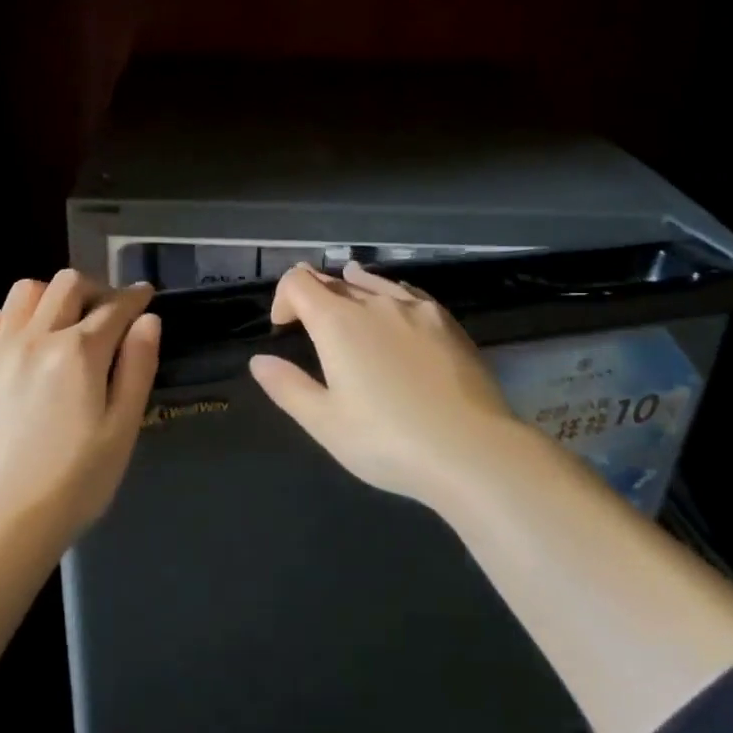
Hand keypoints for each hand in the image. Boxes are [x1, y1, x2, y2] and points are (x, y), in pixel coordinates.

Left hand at [0, 269, 160, 543]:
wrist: (0, 523)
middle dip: (96, 289)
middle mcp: (37, 338)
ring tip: (65, 322)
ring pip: (26, 292)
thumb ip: (137, 367)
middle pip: (68, 284)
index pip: (115, 307)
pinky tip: (26, 340)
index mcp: (79, 352)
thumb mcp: (122, 429)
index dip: (135, 297)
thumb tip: (148, 321)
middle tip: (108, 314)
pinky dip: (16, 316)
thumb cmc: (75, 482)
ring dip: (53, 295)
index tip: (145, 295)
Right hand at [249, 260, 526, 508]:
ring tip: (348, 288)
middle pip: (335, 281)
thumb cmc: (387, 441)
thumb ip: (287, 387)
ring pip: (374, 283)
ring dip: (352, 286)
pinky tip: (396, 304)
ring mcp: (416, 309)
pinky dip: (390, 293)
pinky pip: (409, 293)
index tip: (284, 328)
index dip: (283, 298)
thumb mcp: (325, 423)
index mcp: (338, 322)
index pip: (298, 282)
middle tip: (310, 321)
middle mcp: (375, 304)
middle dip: (315, 295)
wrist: (472, 450)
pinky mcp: (448, 323)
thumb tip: (259, 360)